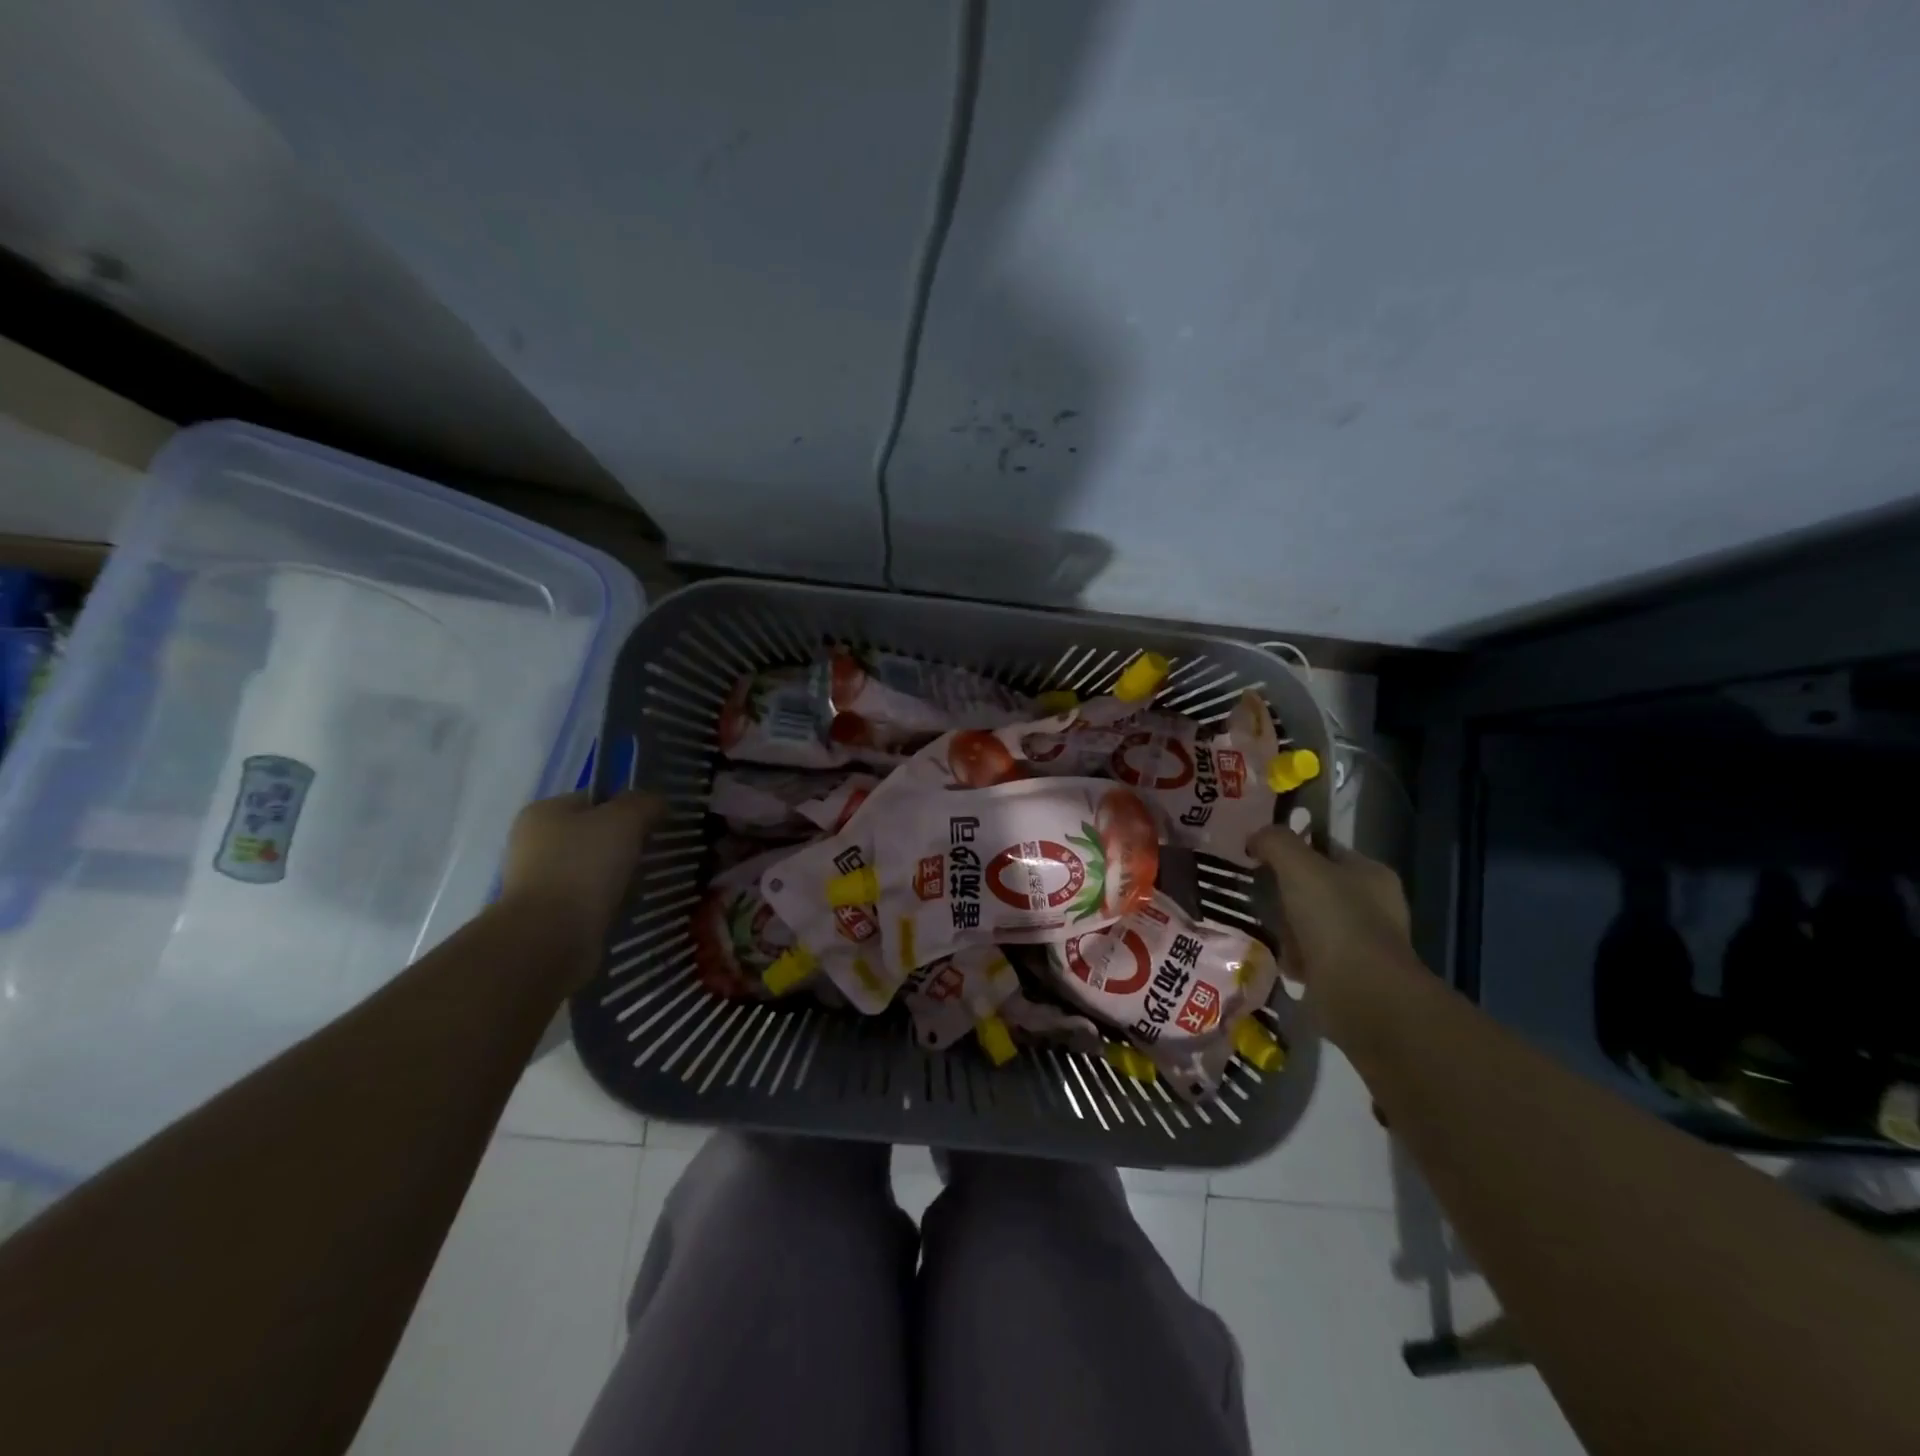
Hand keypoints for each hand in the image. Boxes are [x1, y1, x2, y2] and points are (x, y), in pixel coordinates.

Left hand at [500, 791, 662, 960]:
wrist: (551, 937)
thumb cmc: (584, 867)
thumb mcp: (624, 820)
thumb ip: (644, 803)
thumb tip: (656, 802)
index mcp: (544, 811)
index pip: (595, 799)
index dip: (629, 807)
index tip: (658, 824)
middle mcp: (533, 842)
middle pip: (594, 834)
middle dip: (626, 843)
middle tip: (658, 853)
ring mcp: (537, 880)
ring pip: (592, 868)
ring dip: (619, 874)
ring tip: (648, 882)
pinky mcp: (546, 913)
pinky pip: (588, 897)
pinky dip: (608, 900)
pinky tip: (628, 905)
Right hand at [1247, 825, 1418, 1045]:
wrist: (1360, 994)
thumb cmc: (1334, 920)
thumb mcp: (1299, 866)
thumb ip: (1276, 842)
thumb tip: (1256, 837)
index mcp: (1371, 873)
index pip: (1326, 849)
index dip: (1293, 848)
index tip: (1259, 855)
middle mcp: (1373, 906)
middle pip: (1316, 887)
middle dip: (1285, 890)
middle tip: (1255, 890)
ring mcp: (1363, 943)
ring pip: (1310, 922)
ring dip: (1286, 925)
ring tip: (1261, 924)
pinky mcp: (1348, 975)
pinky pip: (1310, 956)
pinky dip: (1292, 956)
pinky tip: (1276, 956)